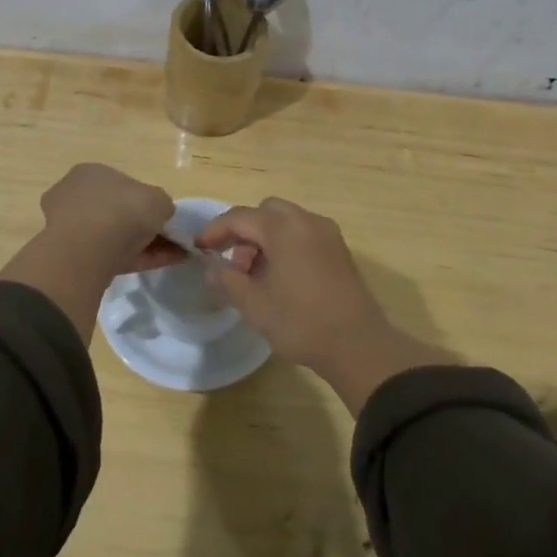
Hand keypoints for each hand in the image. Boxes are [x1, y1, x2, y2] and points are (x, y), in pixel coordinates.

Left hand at [0, 164, 178, 339]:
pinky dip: (139, 259)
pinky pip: (114, 255)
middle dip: (145, 225)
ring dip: (146, 245)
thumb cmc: (121, 211)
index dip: (146, 201)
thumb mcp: (157, 200)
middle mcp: (78, 197)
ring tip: (177, 254)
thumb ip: (162, 204)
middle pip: (119, 212)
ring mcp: (73, 229)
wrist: (86, 252)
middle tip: (172, 238)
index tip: (165, 216)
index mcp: (93, 173)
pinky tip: (164, 264)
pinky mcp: (75, 258)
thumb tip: (161, 213)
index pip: (123, 185)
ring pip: (116, 236)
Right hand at [198, 198, 451, 413]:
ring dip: (265, 238)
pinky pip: (303, 233)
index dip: (215, 230)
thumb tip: (211, 266)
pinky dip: (285, 244)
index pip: (240, 217)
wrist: (358, 345)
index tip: (198, 248)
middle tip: (233, 263)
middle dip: (243, 231)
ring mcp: (327, 233)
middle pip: (266, 211)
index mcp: (283, 228)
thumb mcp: (254, 305)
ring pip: (286, 221)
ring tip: (255, 275)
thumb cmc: (301, 322)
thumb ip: (227, 280)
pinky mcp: (339, 249)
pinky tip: (281, 277)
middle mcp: (306, 221)